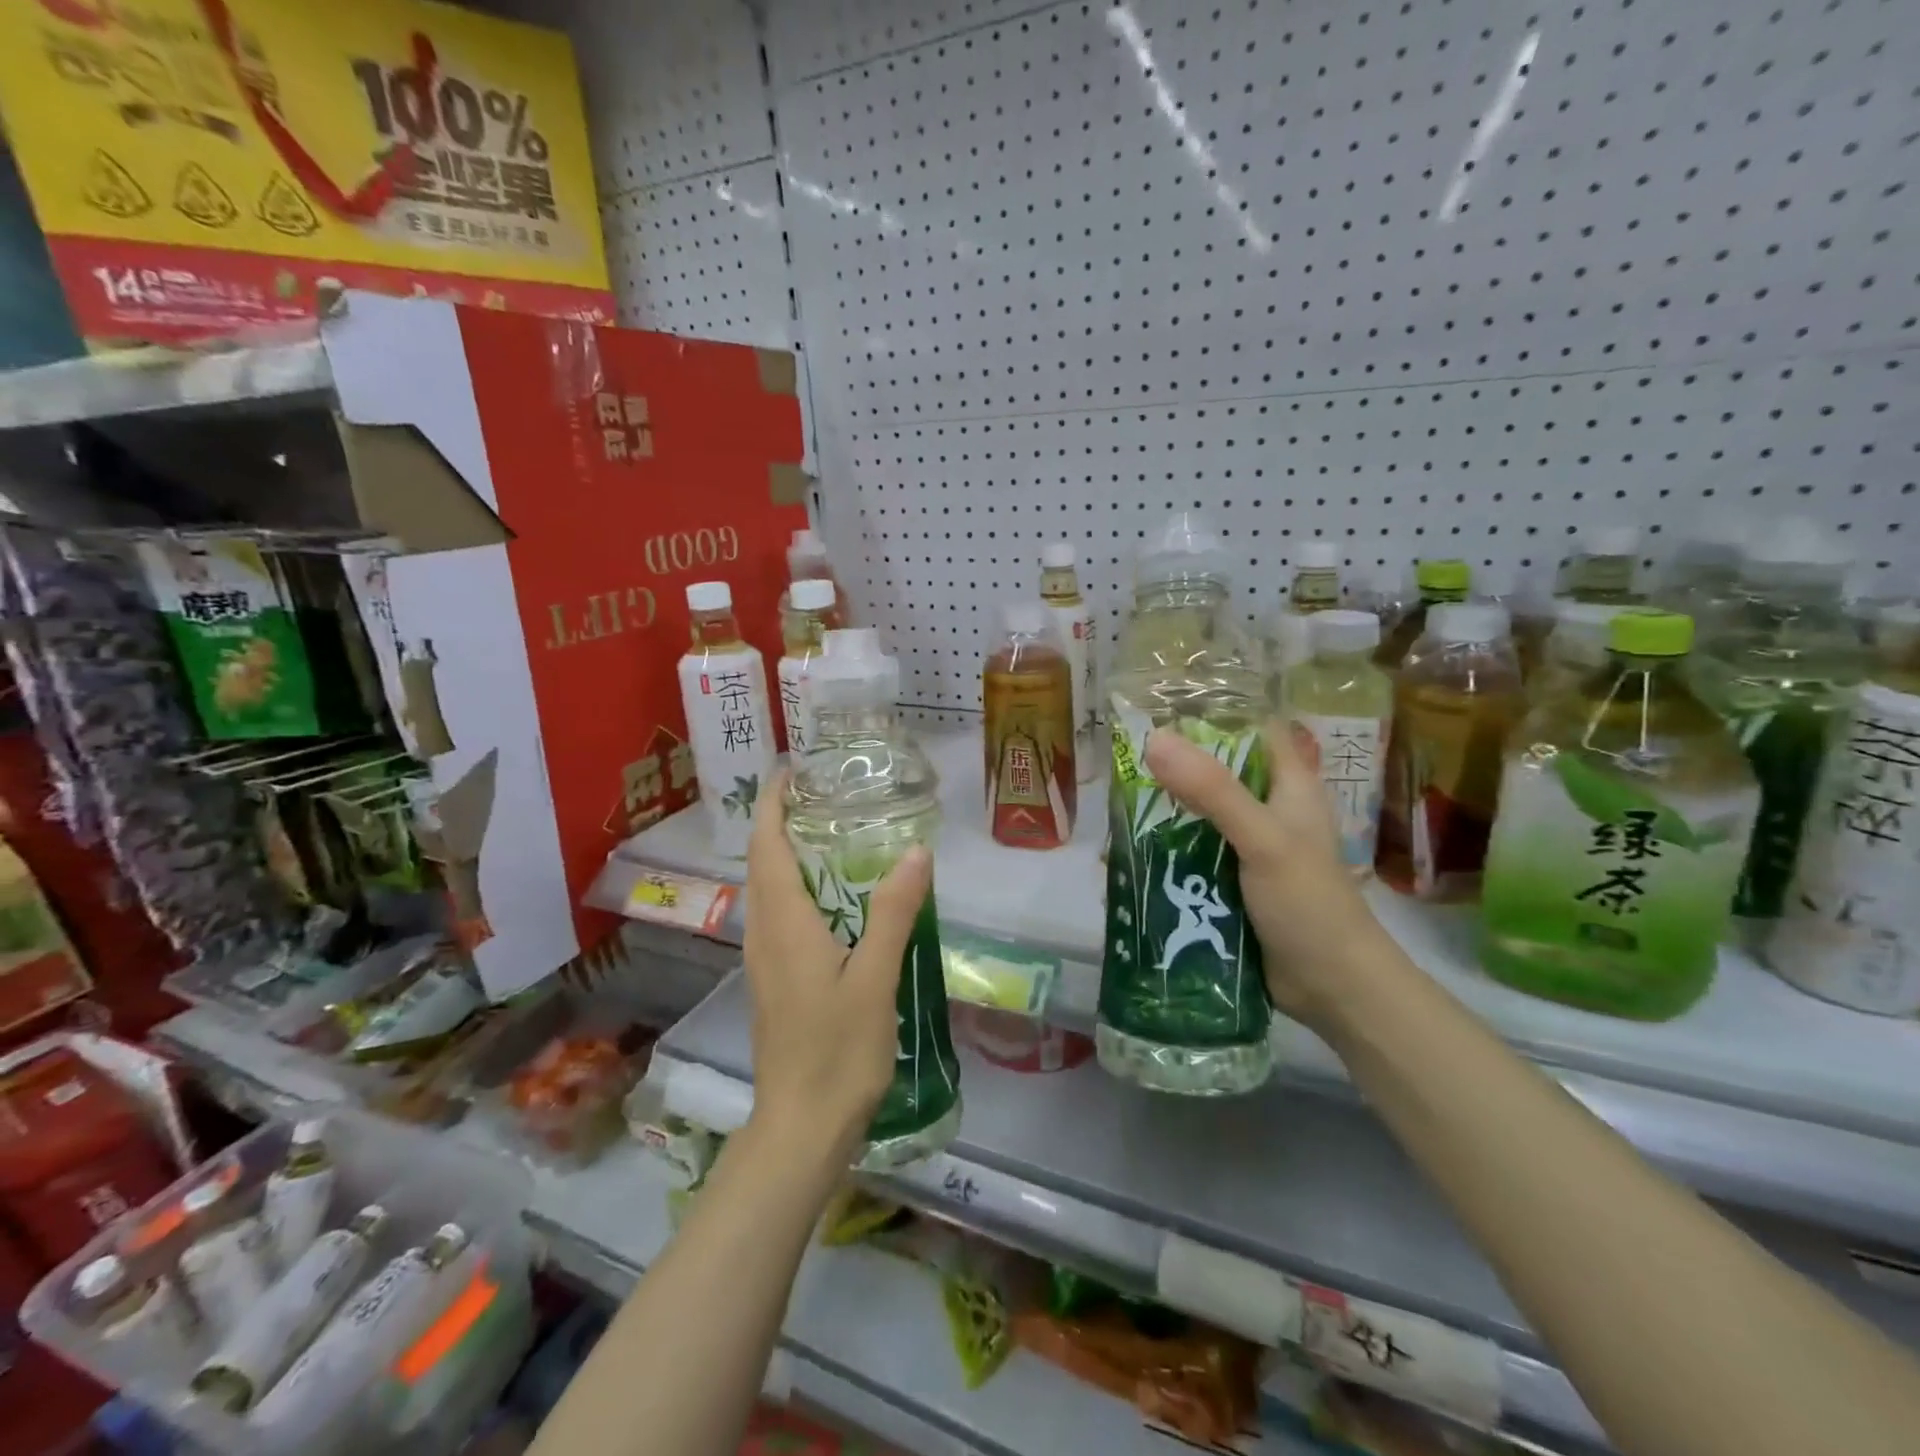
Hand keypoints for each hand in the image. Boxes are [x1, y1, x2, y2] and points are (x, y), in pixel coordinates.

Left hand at [742, 775, 933, 1165]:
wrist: (801, 1128)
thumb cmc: (837, 1051)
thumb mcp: (875, 979)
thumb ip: (893, 913)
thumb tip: (915, 851)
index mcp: (784, 924)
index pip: (767, 846)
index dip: (772, 804)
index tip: (791, 770)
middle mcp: (765, 934)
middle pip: (763, 862)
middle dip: (780, 821)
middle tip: (824, 793)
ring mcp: (766, 960)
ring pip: (768, 890)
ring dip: (786, 853)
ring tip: (830, 831)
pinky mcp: (775, 981)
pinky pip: (779, 916)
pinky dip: (796, 886)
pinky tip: (833, 897)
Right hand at [1142, 721, 1390, 1028]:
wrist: (1332, 988)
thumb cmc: (1308, 903)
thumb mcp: (1262, 839)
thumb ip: (1212, 791)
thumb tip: (1154, 739)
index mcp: (1289, 787)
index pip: (1254, 731)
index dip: (1215, 716)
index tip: (1162, 709)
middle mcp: (1268, 811)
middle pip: (1217, 774)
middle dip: (1174, 770)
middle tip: (1122, 763)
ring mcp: (1249, 849)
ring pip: (1199, 818)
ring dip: (1164, 815)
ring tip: (1116, 809)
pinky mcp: (1232, 883)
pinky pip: (1193, 857)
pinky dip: (1167, 854)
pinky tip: (1131, 855)